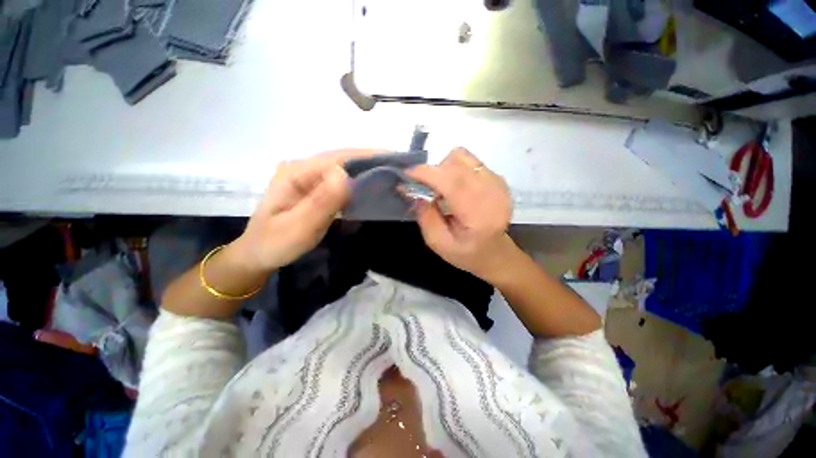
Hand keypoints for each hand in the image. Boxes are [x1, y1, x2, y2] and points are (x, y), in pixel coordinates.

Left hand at [231, 149, 380, 272]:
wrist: (259, 254)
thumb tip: (345, 174)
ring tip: (392, 174)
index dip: (368, 157)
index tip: (395, 161)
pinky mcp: (315, 187)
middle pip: (343, 159)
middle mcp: (304, 168)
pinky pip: (341, 181)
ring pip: (344, 168)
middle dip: (372, 161)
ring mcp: (309, 177)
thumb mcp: (298, 227)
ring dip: (367, 170)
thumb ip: (321, 202)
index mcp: (297, 172)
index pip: (339, 158)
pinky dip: (358, 182)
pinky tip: (372, 186)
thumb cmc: (275, 243)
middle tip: (400, 168)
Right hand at [407, 147, 515, 280]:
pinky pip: (470, 161)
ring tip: (441, 187)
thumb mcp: (439, 244)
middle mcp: (493, 194)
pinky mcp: (497, 178)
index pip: (453, 183)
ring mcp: (498, 183)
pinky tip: (454, 186)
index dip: (428, 173)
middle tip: (423, 186)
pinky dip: (455, 168)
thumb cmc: (466, 253)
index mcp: (479, 216)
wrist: (494, 252)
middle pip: (456, 165)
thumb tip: (417, 194)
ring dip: (444, 168)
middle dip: (433, 171)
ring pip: (463, 157)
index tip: (408, 174)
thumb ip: (426, 219)